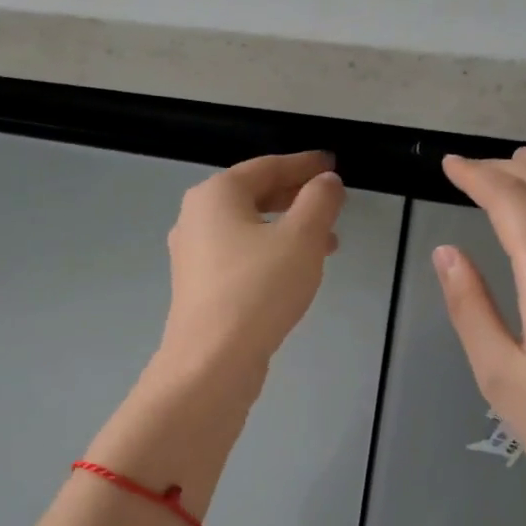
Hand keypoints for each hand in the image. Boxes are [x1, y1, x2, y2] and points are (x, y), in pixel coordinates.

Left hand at [155, 151, 345, 381]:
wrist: (212, 361)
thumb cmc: (258, 289)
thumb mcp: (301, 238)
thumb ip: (319, 202)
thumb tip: (326, 181)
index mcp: (215, 194)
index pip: (267, 167)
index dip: (304, 164)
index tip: (332, 164)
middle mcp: (196, 218)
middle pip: (254, 195)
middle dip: (297, 198)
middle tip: (332, 203)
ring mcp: (193, 255)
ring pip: (248, 229)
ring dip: (288, 229)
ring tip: (327, 244)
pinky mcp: (198, 287)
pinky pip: (239, 256)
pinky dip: (269, 253)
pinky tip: (294, 272)